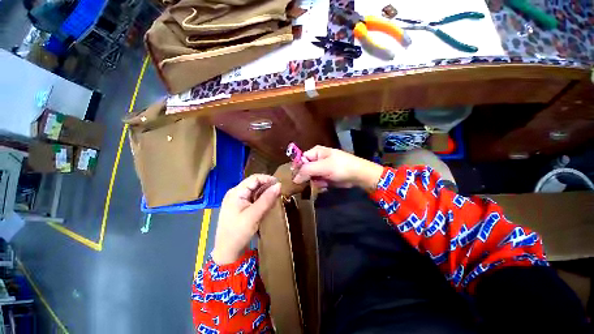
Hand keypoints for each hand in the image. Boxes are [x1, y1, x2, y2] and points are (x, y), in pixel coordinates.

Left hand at [212, 174, 280, 264]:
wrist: (227, 252)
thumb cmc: (238, 233)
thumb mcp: (254, 215)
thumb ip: (266, 199)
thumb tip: (279, 185)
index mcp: (236, 192)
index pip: (254, 178)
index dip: (268, 179)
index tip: (280, 184)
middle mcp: (236, 193)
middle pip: (254, 184)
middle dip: (267, 186)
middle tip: (280, 191)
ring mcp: (238, 200)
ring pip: (255, 191)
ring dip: (266, 193)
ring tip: (277, 196)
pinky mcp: (241, 207)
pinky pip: (254, 199)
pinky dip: (262, 199)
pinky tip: (269, 203)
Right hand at [292, 146, 383, 191]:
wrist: (358, 175)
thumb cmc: (341, 167)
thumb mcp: (323, 167)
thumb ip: (306, 171)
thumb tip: (294, 179)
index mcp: (315, 152)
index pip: (300, 160)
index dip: (298, 169)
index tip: (297, 179)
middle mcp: (317, 159)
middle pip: (305, 170)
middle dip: (308, 177)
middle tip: (314, 181)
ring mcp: (321, 169)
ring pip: (311, 178)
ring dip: (316, 182)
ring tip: (323, 183)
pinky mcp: (326, 177)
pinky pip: (317, 182)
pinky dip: (321, 185)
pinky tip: (326, 186)